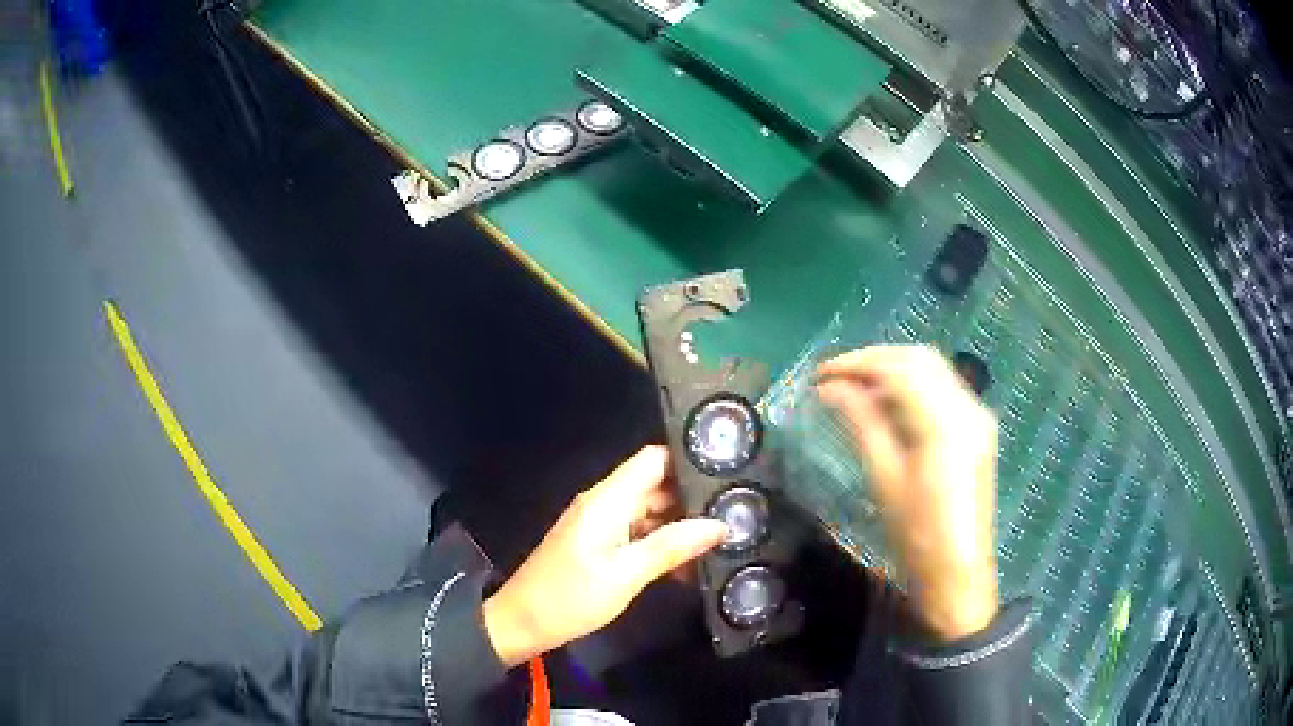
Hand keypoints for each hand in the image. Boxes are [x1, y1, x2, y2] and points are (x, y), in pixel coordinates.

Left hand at [482, 447, 727, 667]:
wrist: (522, 622)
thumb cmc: (571, 597)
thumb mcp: (626, 574)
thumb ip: (672, 546)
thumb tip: (719, 524)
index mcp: (608, 499)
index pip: (653, 459)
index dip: (688, 460)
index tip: (727, 472)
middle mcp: (605, 503)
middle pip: (655, 486)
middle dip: (693, 498)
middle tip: (736, 513)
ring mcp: (600, 524)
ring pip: (649, 512)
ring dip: (680, 526)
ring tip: (722, 541)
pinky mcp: (598, 544)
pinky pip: (637, 533)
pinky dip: (661, 544)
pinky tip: (687, 566)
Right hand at [816, 345, 998, 641]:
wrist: (957, 574)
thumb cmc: (916, 537)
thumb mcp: (884, 479)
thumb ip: (861, 422)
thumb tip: (831, 388)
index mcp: (945, 423)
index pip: (899, 368)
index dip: (857, 363)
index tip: (820, 374)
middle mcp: (968, 408)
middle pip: (919, 358)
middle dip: (874, 360)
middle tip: (835, 377)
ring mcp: (977, 417)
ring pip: (933, 369)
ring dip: (893, 370)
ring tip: (854, 389)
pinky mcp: (977, 429)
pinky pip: (942, 389)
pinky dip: (912, 387)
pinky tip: (886, 405)